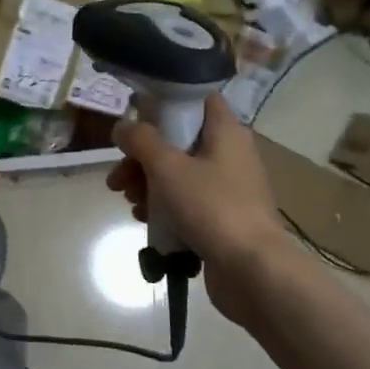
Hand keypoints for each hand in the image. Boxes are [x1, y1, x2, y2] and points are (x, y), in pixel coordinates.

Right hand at [107, 96, 286, 326]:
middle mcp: (230, 154)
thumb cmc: (211, 207)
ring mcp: (228, 187)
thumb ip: (141, 141)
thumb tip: (123, 126)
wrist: (252, 269)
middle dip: (142, 158)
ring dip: (148, 184)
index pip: (198, 100)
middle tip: (117, 178)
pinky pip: (187, 201)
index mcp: (226, 132)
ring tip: (130, 203)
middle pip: (178, 142)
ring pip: (179, 173)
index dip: (166, 103)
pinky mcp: (222, 216)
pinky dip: (165, 206)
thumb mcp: (168, 168)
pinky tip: (144, 220)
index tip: (136, 118)